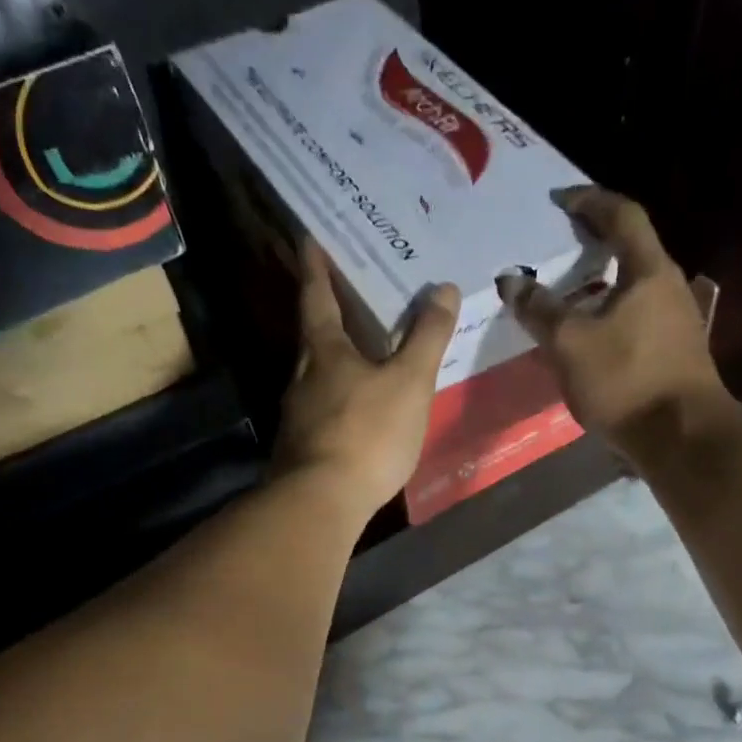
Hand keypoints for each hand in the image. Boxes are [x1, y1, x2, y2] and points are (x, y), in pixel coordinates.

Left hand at [273, 237, 459, 520]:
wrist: (322, 501)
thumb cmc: (368, 432)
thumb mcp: (409, 382)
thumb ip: (427, 338)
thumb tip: (443, 288)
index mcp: (324, 352)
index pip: (317, 297)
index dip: (315, 268)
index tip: (308, 239)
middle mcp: (302, 378)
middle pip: (313, 337)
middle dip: (326, 315)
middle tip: (346, 296)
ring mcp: (297, 416)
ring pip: (315, 378)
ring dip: (333, 362)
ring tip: (358, 356)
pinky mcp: (300, 450)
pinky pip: (321, 412)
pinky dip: (337, 402)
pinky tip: (354, 413)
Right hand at [497, 187, 741, 457]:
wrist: (682, 438)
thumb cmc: (626, 381)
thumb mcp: (571, 344)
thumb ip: (540, 310)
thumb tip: (511, 281)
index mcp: (649, 271)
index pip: (622, 216)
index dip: (589, 202)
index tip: (560, 199)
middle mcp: (670, 287)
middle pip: (632, 250)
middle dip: (594, 244)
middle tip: (558, 248)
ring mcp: (677, 322)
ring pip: (634, 289)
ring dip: (601, 286)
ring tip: (567, 295)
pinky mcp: (675, 354)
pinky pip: (636, 320)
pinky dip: (609, 316)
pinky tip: (589, 338)